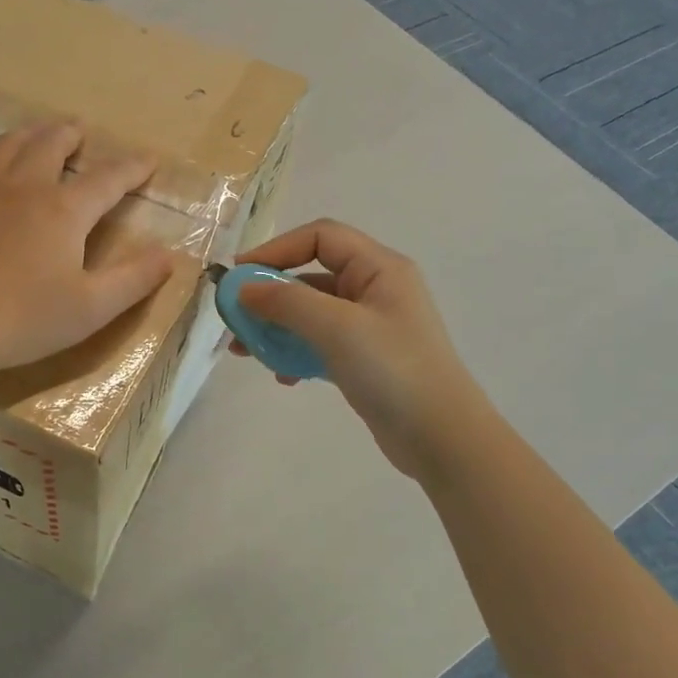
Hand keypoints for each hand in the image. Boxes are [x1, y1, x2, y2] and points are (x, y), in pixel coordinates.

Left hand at [0, 122, 174, 379]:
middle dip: (70, 136)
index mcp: (64, 210)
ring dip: (28, 134)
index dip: (132, 169)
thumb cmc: (22, 320)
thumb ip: (134, 279)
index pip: (108, 180)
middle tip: (79, 132)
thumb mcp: (91, 308)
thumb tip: (169, 254)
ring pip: (6, 146)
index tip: (149, 160)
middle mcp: (24, 187)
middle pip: (51, 146)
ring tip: (38, 132)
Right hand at [233, 220, 487, 478]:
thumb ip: (286, 302)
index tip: (239, 275)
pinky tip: (284, 377)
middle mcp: (376, 289)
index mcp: (379, 268)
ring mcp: (371, 326)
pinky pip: (321, 343)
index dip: (276, 249)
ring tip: (246, 352)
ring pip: (312, 313)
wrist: (442, 440)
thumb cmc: (392, 371)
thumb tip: (243, 288)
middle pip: (311, 276)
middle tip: (235, 318)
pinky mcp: (366, 358)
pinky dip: (297, 353)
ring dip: (277, 327)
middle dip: (270, 295)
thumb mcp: (337, 328)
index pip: (320, 237)